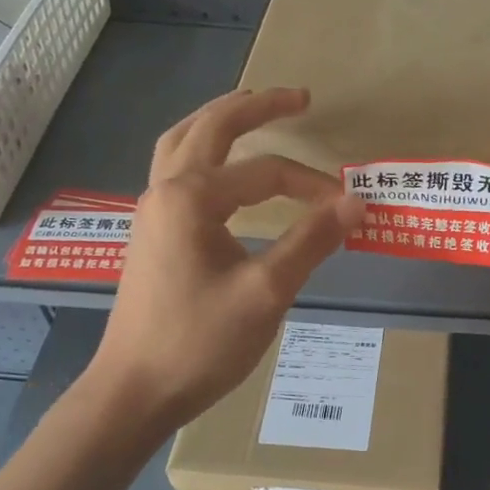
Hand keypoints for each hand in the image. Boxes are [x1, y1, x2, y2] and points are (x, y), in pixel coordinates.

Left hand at [83, 87, 362, 428]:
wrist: (134, 391)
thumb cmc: (199, 343)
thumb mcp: (266, 293)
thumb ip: (311, 241)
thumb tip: (356, 202)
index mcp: (191, 198)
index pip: (266, 173)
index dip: (313, 186)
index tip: (350, 208)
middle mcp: (165, 191)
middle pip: (210, 127)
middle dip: (256, 107)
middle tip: (299, 97)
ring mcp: (151, 211)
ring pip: (182, 143)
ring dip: (219, 120)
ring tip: (253, 110)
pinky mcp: (151, 233)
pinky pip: (176, 169)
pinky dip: (202, 150)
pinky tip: (221, 168)